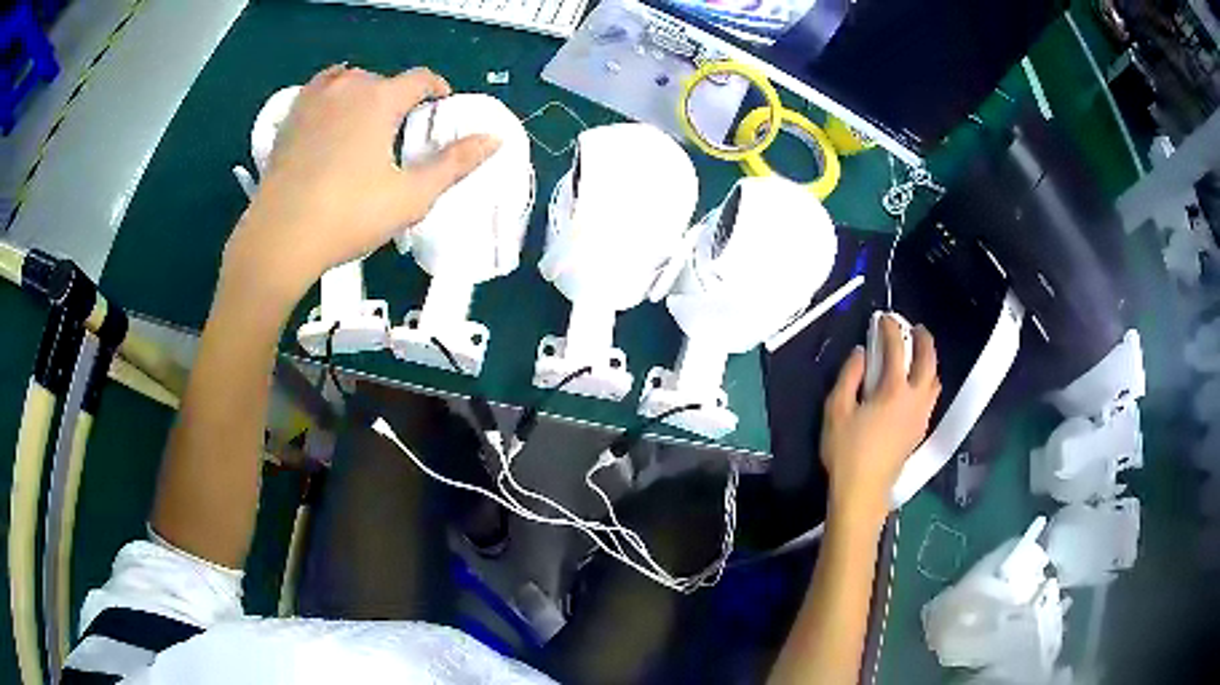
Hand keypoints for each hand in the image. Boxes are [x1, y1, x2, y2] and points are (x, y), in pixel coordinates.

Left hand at [221, 65, 499, 304]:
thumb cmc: (349, 216)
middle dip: (399, 97)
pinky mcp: (289, 119)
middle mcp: (347, 88)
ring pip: (348, 81)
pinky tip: (330, 118)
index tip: (442, 107)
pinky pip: (317, 91)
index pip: (420, 78)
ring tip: (367, 121)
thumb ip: (454, 164)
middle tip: (402, 130)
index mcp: (380, 100)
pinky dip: (331, 97)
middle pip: (384, 79)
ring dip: (364, 93)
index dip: (438, 89)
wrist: (279, 238)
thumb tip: (493, 139)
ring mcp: (313, 101)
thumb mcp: (411, 196)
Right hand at [820, 316, 939, 530]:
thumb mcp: (836, 410)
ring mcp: (921, 416)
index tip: (884, 318)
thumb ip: (849, 376)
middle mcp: (914, 399)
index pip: (897, 349)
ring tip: (920, 353)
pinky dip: (928, 380)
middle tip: (915, 328)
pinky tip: (918, 384)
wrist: (863, 491)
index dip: (891, 329)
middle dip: (924, 340)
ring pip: (935, 380)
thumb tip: (862, 353)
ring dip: (930, 361)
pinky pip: (931, 396)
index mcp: (894, 390)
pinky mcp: (919, 430)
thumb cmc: (846, 451)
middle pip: (928, 361)